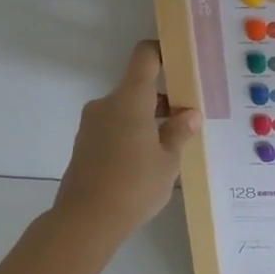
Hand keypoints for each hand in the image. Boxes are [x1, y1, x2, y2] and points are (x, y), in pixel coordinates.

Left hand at [52, 40, 201, 242]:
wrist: (85, 222)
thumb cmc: (134, 185)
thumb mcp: (168, 160)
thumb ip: (179, 132)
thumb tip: (189, 114)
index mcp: (130, 99)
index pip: (145, 56)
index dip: (163, 50)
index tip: (182, 60)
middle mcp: (107, 104)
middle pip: (138, 86)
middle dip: (164, 97)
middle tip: (188, 115)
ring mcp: (92, 124)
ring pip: (127, 109)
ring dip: (148, 117)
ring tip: (172, 142)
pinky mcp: (85, 144)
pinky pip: (114, 126)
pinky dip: (132, 133)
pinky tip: (148, 159)